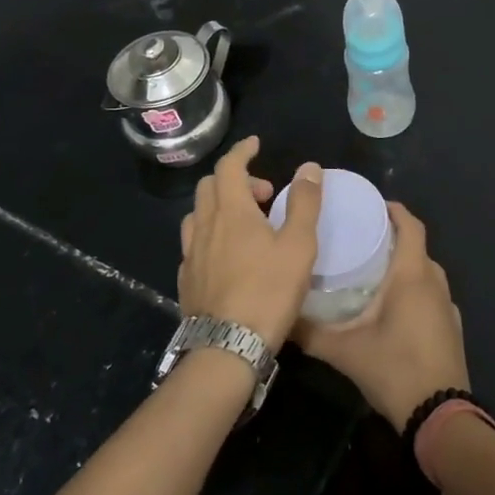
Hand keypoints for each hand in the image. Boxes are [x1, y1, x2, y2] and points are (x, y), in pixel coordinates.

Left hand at [178, 137, 321, 347]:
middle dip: (236, 179)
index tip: (255, 145)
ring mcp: (191, 254)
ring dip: (220, 206)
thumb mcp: (299, 246)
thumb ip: (304, 203)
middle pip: (210, 186)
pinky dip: (211, 233)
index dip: (242, 151)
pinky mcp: (187, 279)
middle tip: (264, 194)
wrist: (226, 349)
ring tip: (246, 223)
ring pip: (198, 214)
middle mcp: (205, 225)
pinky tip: (227, 255)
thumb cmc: (268, 292)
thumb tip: (308, 167)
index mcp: (231, 211)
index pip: (229, 166)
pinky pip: (195, 242)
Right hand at [298, 202, 468, 431]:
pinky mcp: (450, 327)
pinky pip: (431, 294)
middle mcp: (434, 282)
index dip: (394, 210)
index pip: (411, 225)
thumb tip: (279, 316)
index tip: (371, 204)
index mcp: (413, 274)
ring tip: (372, 270)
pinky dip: (414, 289)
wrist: (440, 417)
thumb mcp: (344, 351)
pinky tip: (392, 307)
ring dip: (404, 264)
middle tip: (360, 237)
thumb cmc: (395, 369)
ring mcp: (447, 306)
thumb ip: (310, 332)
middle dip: (393, 237)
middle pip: (417, 246)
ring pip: (425, 272)